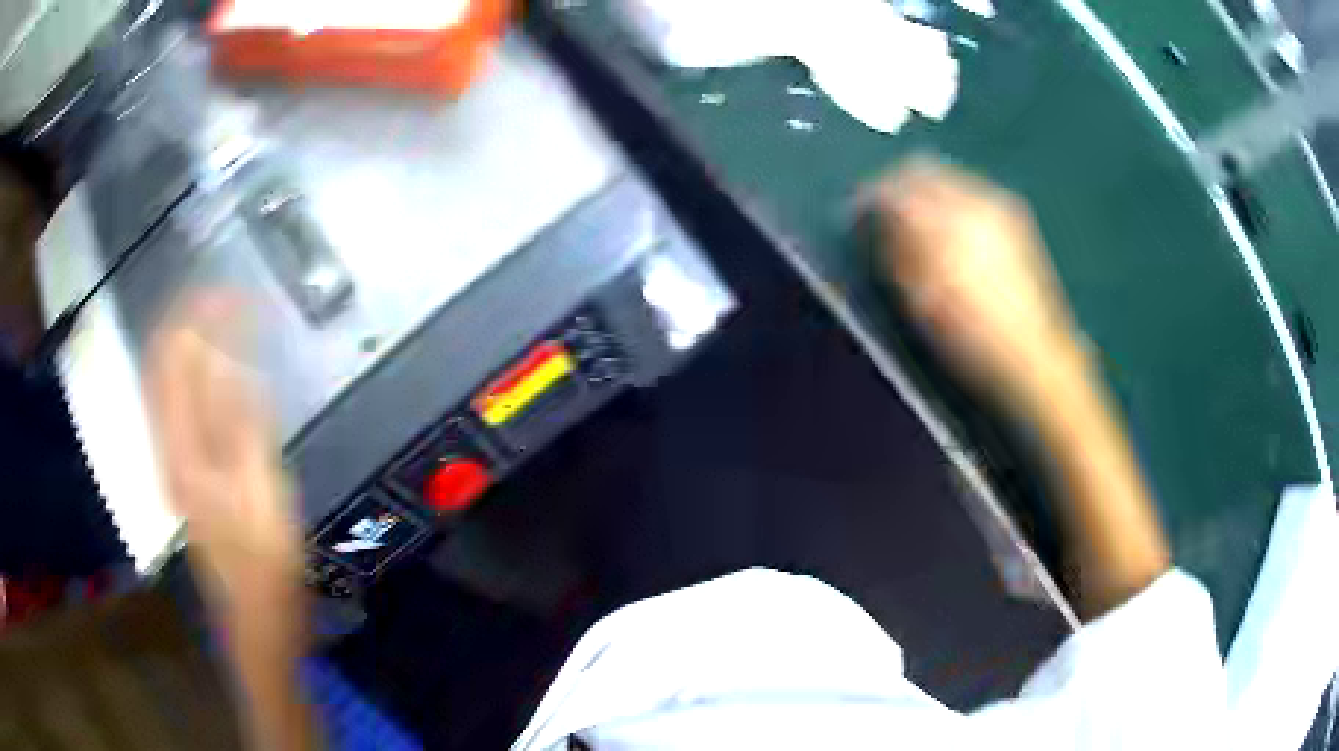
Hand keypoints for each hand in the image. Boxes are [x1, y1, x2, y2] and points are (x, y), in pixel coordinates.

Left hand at [144, 295, 301, 623]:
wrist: (256, 624)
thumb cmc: (266, 569)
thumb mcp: (263, 496)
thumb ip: (243, 426)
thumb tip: (230, 358)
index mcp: (183, 453)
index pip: (174, 360)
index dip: (197, 315)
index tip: (233, 289)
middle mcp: (167, 449)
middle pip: (161, 364)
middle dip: (187, 319)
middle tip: (225, 293)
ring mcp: (172, 463)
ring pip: (165, 382)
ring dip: (187, 341)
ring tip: (220, 315)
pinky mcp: (185, 474)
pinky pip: (178, 405)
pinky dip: (193, 373)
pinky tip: (215, 367)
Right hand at [870, 159, 1089, 410]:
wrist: (1034, 356)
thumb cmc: (970, 339)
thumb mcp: (920, 301)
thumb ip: (895, 250)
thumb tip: (877, 218)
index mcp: (944, 224)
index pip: (893, 187)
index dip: (869, 197)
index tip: (856, 214)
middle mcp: (972, 201)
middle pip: (920, 169)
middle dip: (896, 184)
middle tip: (882, 210)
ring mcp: (997, 205)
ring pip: (947, 176)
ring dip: (923, 189)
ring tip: (916, 221)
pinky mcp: (1014, 215)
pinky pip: (969, 189)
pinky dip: (949, 198)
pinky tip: (949, 229)